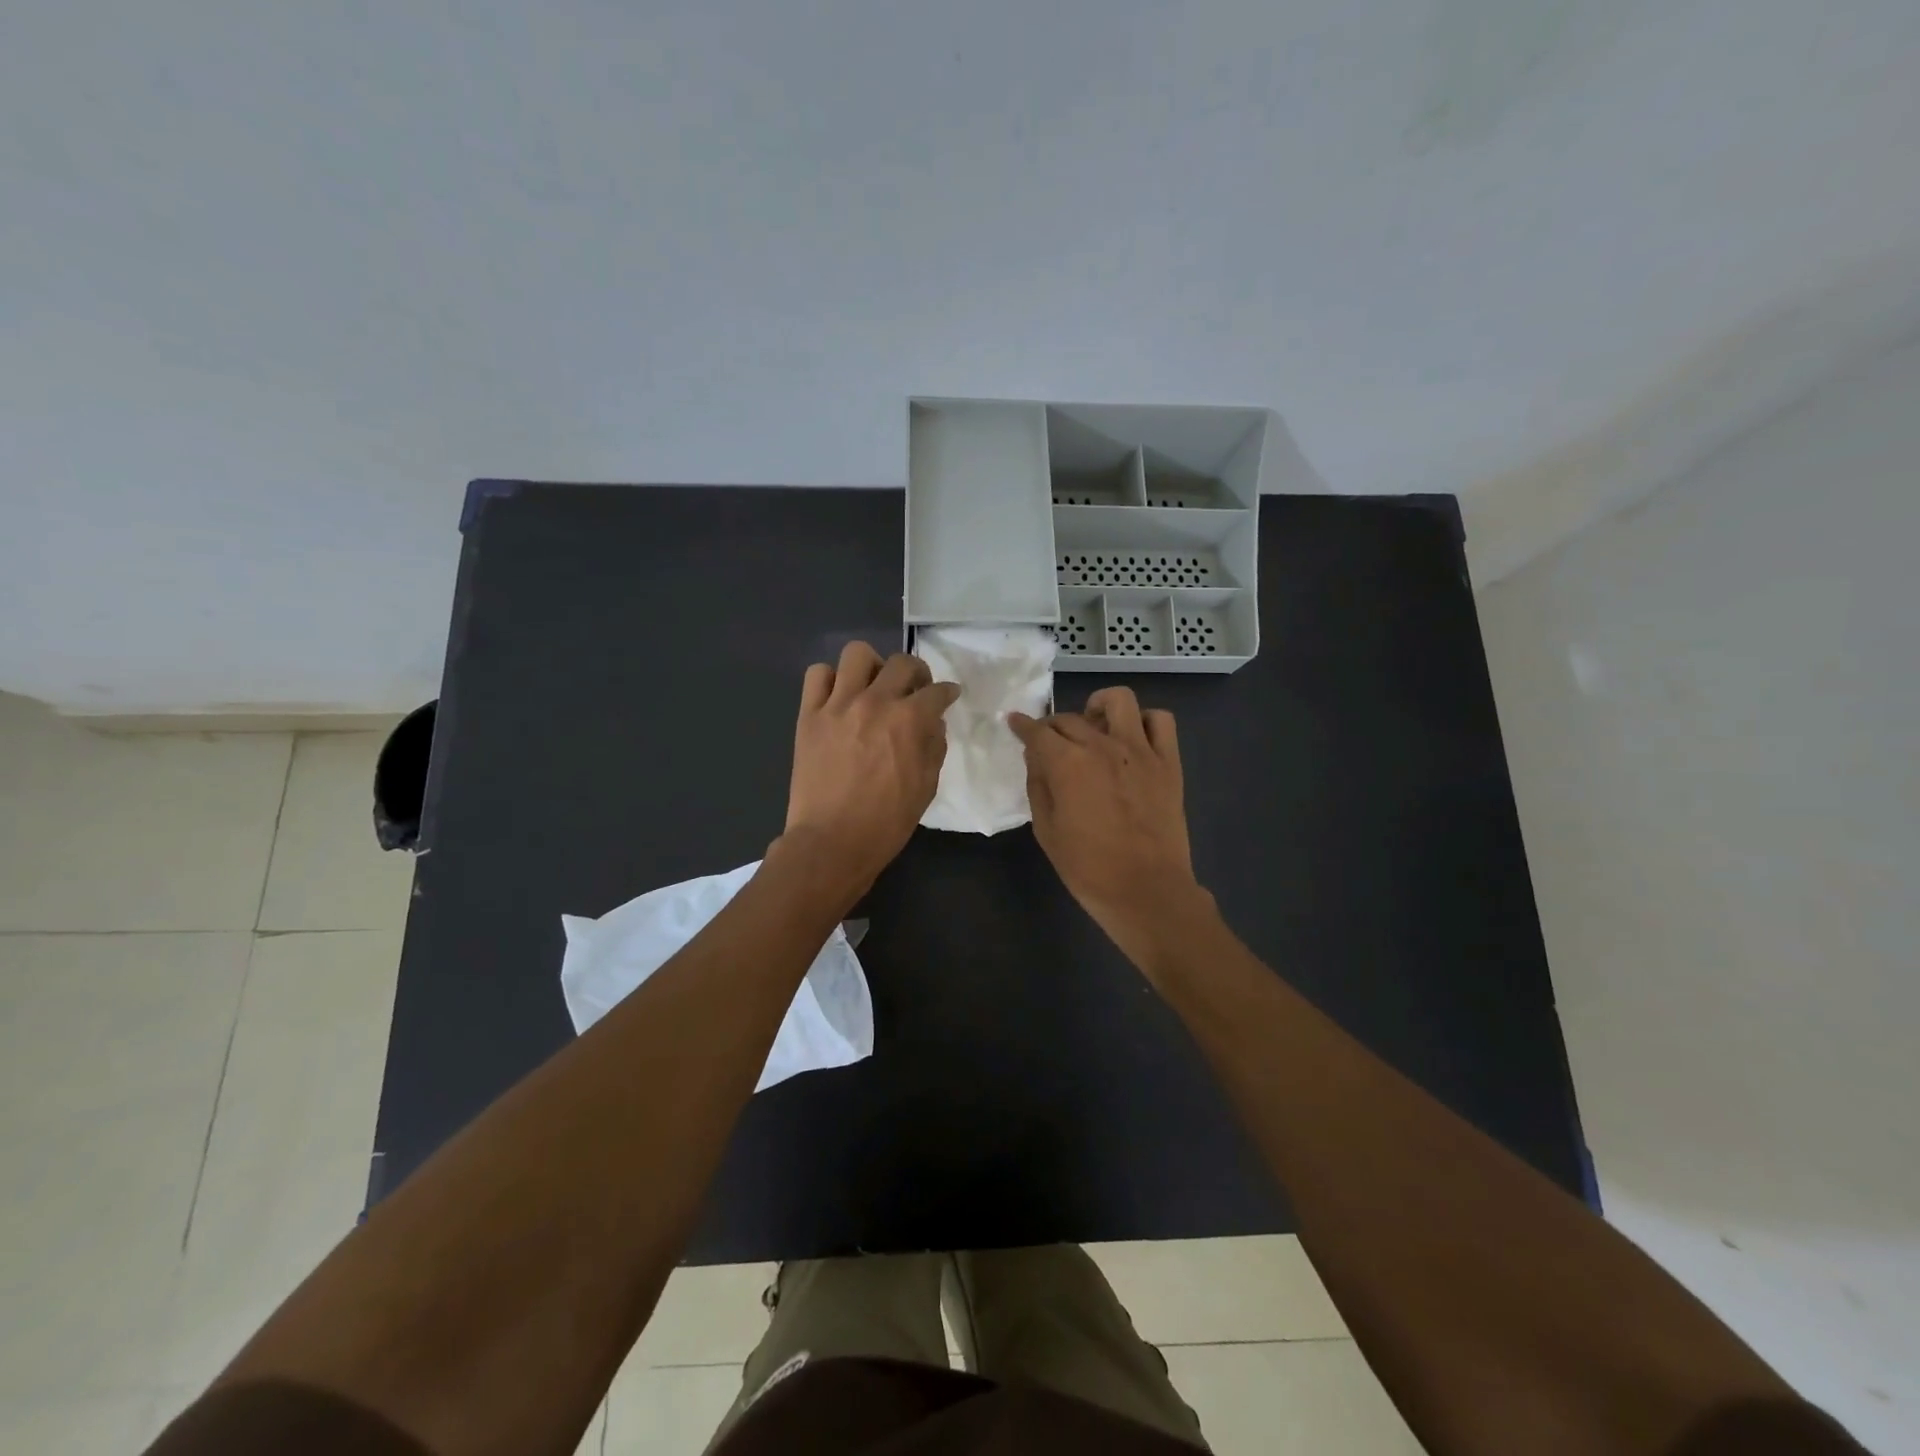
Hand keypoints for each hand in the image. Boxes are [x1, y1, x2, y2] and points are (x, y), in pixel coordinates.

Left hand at [782, 641, 960, 899]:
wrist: (831, 842)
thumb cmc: (886, 822)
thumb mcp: (926, 788)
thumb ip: (934, 748)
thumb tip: (934, 723)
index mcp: (909, 720)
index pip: (937, 691)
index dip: (947, 692)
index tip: (948, 696)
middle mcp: (875, 702)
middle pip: (902, 663)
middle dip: (917, 673)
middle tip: (914, 690)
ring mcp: (838, 705)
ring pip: (857, 654)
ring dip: (873, 666)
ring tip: (873, 686)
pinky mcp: (809, 715)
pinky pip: (817, 675)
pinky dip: (830, 680)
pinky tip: (839, 697)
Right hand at [1009, 687, 1210, 973]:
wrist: (1146, 891)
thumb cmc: (1088, 868)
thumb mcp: (1046, 830)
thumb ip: (1038, 786)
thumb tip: (1037, 758)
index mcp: (1067, 764)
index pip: (1037, 732)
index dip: (1022, 726)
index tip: (1015, 723)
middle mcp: (1102, 746)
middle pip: (1070, 718)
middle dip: (1053, 727)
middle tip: (1050, 744)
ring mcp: (1140, 750)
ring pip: (1119, 700)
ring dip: (1099, 708)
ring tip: (1094, 728)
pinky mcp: (1168, 762)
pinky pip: (1160, 721)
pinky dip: (1144, 722)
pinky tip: (1132, 740)